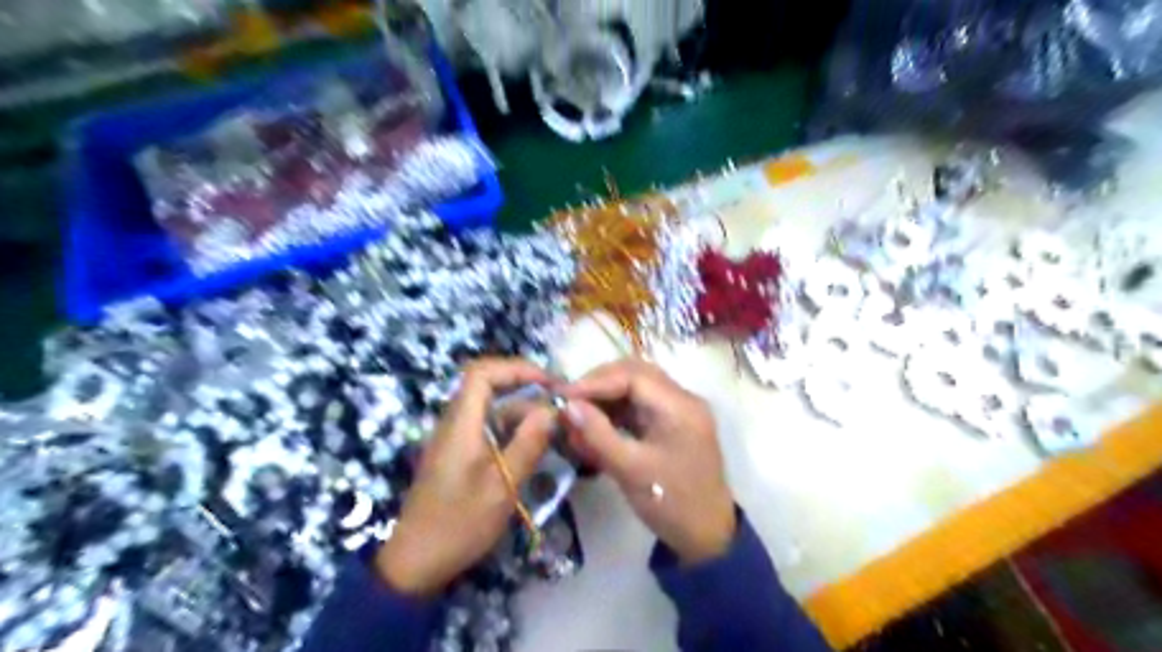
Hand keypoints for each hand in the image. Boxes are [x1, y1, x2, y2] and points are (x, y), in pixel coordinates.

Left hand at [373, 359, 553, 598]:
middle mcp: (455, 423)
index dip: (516, 368)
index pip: (482, 373)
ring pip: (490, 408)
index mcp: (460, 424)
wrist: (416, 562)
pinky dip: (512, 428)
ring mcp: (455, 439)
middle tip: (558, 401)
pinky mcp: (458, 454)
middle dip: (525, 387)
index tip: (549, 382)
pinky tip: (534, 443)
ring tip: (554, 424)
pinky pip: (488, 427)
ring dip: (521, 410)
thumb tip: (551, 409)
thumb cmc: (459, 523)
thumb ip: (528, 443)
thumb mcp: (502, 486)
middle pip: (487, 386)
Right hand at [560, 355, 734, 563]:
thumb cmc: (672, 504)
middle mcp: (682, 400)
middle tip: (569, 402)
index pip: (633, 376)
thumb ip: (598, 434)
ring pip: (635, 389)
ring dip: (605, 399)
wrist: (707, 538)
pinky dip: (615, 413)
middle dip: (599, 385)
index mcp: (680, 406)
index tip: (563, 395)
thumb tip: (567, 405)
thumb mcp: (631, 470)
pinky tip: (593, 427)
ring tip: (577, 417)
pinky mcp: (671, 425)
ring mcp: (678, 411)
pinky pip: (639, 407)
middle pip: (635, 374)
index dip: (595, 382)